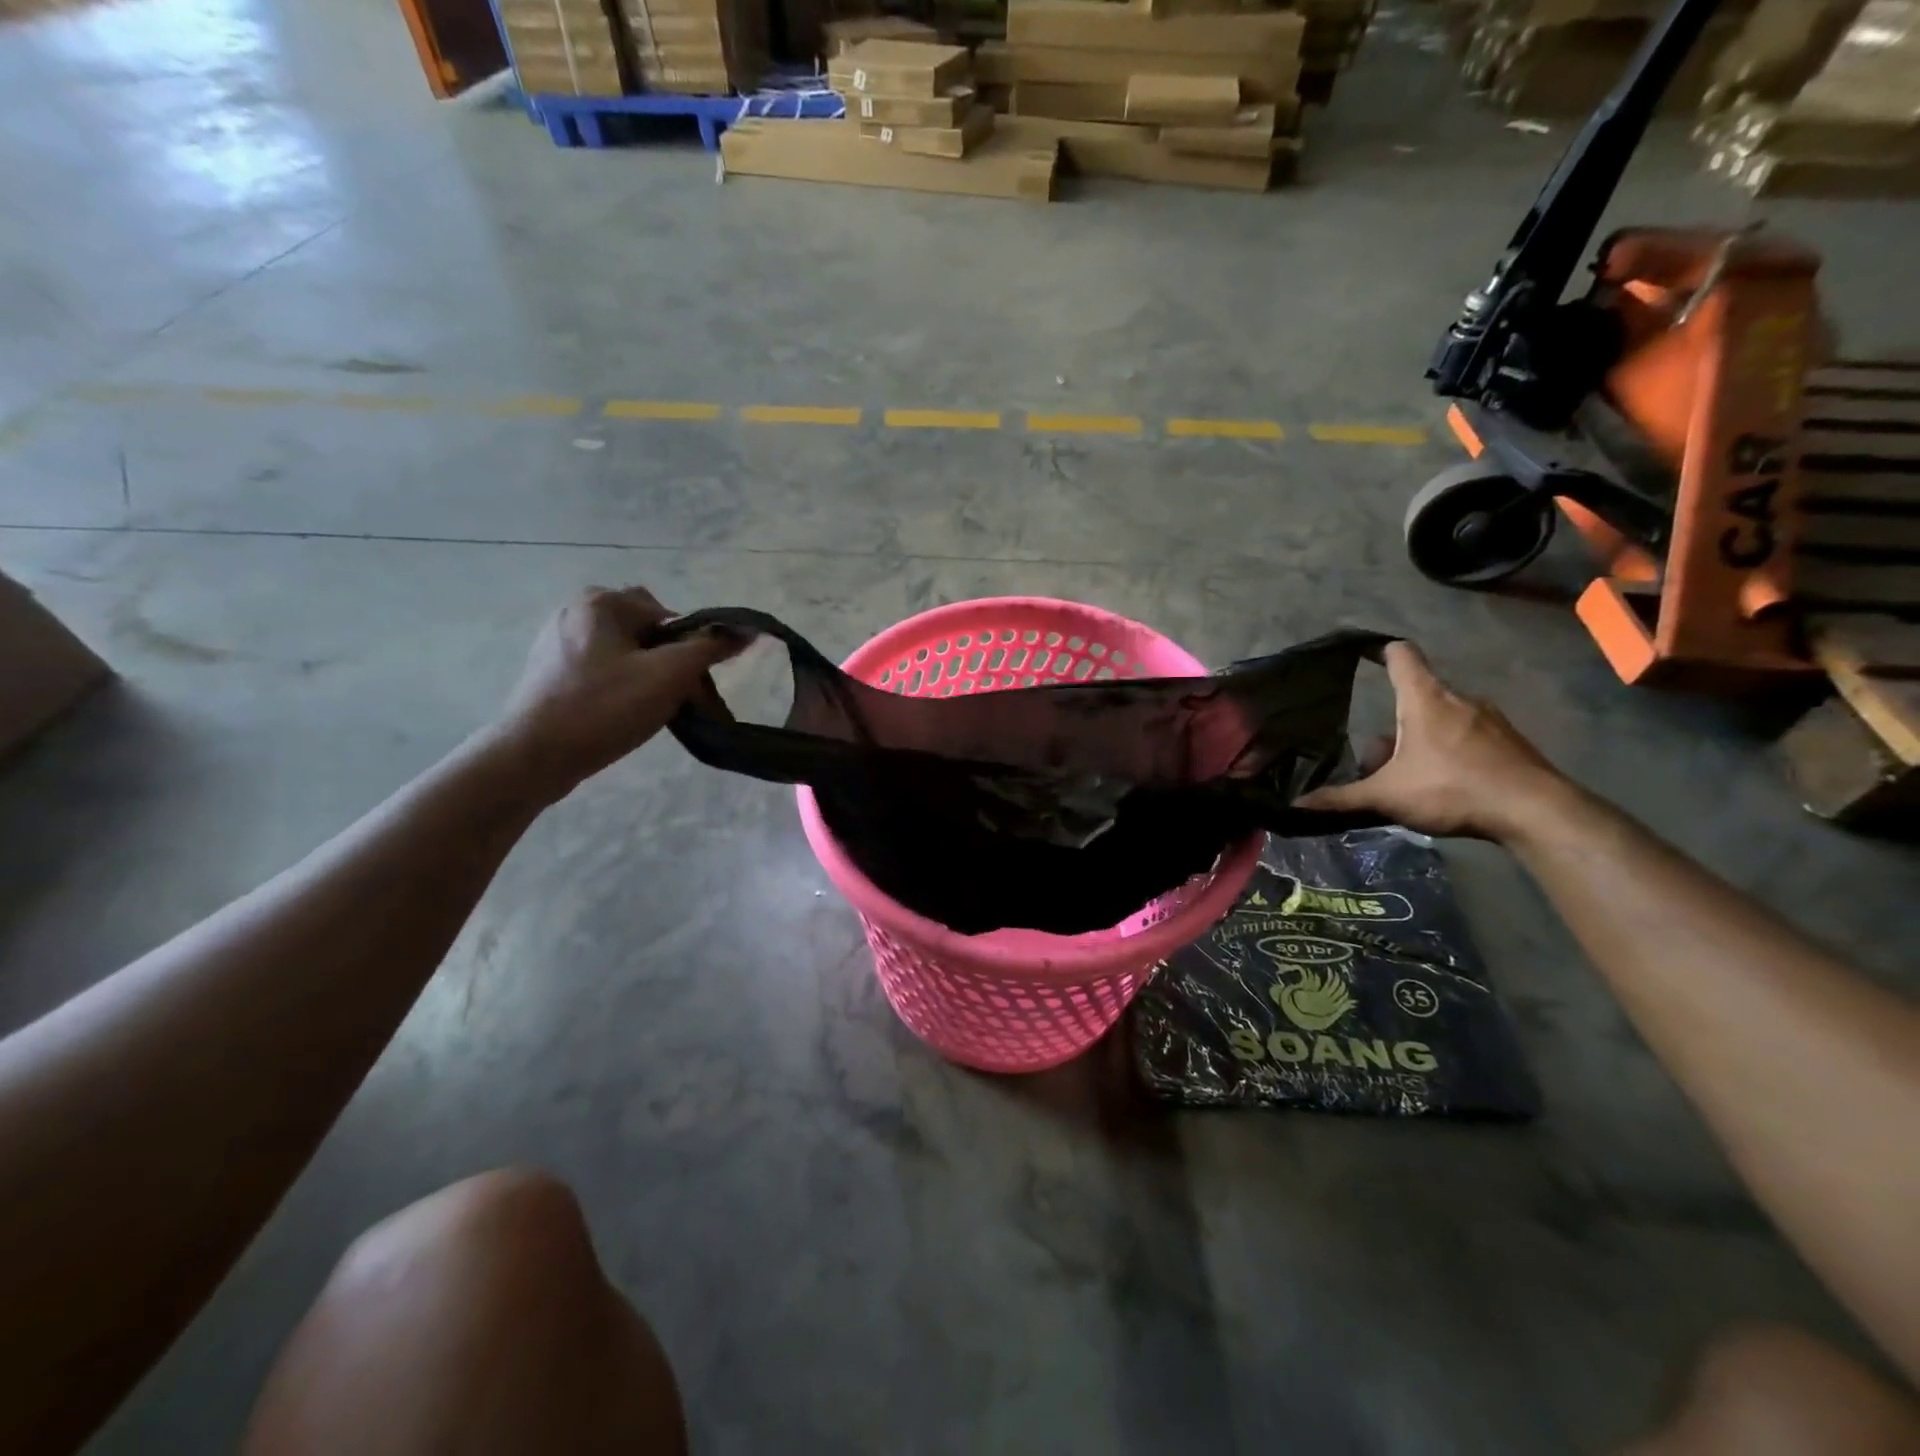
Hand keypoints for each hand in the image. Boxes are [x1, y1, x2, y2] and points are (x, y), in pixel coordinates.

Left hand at [493, 587, 743, 798]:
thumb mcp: (669, 676)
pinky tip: (620, 714)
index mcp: (601, 602)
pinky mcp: (548, 671)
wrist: (533, 756)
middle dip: (669, 663)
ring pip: (624, 652)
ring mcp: (556, 641)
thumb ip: (709, 649)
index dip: (691, 649)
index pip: (669, 615)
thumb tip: (746, 631)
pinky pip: (600, 669)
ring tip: (650, 710)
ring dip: (647, 676)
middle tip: (678, 699)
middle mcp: (576, 611)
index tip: (695, 685)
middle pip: (646, 633)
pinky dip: (620, 686)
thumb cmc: (605, 708)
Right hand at [1295, 642, 1571, 840]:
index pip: (1402, 655)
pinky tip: (1447, 783)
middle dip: (1395, 721)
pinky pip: (1470, 736)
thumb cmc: (1452, 789)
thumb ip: (1341, 798)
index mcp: (1425, 699)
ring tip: (1411, 774)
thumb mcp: (1387, 796)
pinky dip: (1452, 751)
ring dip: (1423, 738)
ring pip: (1444, 718)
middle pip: (1418, 696)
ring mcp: (1491, 719)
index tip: (1364, 654)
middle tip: (1377, 756)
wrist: (1535, 812)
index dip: (1381, 650)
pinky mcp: (1511, 742)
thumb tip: (1298, 804)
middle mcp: (1459, 699)